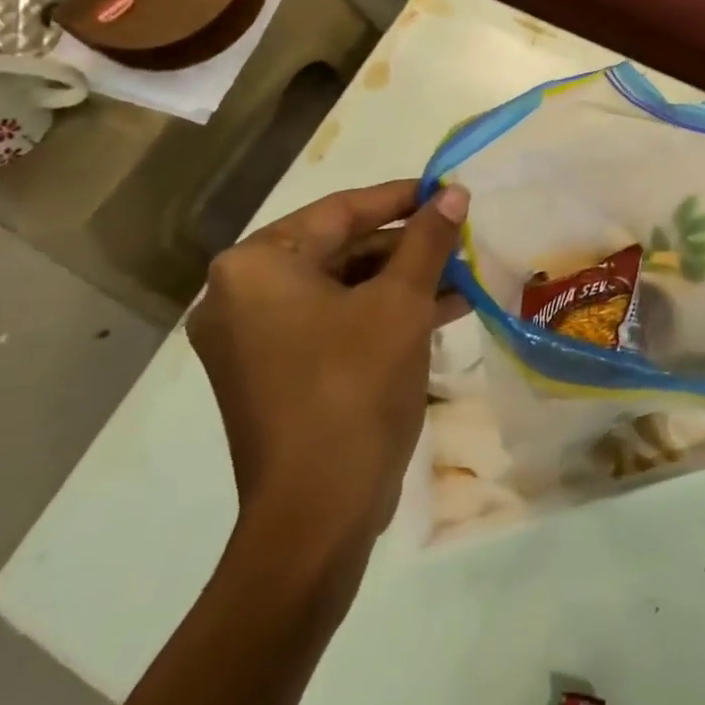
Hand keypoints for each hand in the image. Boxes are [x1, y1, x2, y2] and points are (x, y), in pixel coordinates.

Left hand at [187, 179, 469, 555]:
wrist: (317, 515)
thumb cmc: (354, 388)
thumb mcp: (401, 304)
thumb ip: (427, 240)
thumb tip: (454, 192)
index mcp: (256, 267)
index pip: (339, 211)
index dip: (400, 198)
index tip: (446, 190)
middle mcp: (241, 296)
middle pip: (339, 249)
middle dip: (406, 246)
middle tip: (460, 238)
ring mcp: (254, 339)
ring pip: (341, 288)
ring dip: (401, 281)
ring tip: (463, 275)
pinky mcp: (274, 373)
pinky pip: (333, 323)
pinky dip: (381, 315)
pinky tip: (440, 311)